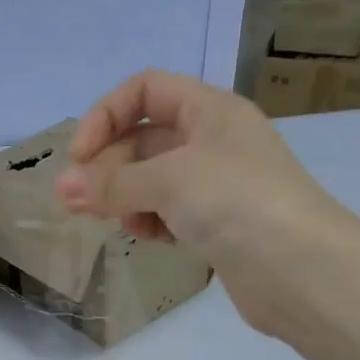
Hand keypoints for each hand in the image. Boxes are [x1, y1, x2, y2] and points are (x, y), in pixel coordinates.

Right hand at [56, 68, 355, 336]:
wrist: (297, 268)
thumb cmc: (235, 202)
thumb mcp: (168, 179)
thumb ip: (112, 183)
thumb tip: (62, 188)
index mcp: (209, 110)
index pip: (145, 91)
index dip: (106, 116)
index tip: (79, 157)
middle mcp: (213, 140)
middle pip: (143, 139)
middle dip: (108, 167)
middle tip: (77, 203)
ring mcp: (215, 185)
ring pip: (152, 180)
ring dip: (125, 197)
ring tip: (115, 222)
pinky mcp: (216, 225)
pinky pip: (168, 213)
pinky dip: (150, 221)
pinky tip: (148, 237)